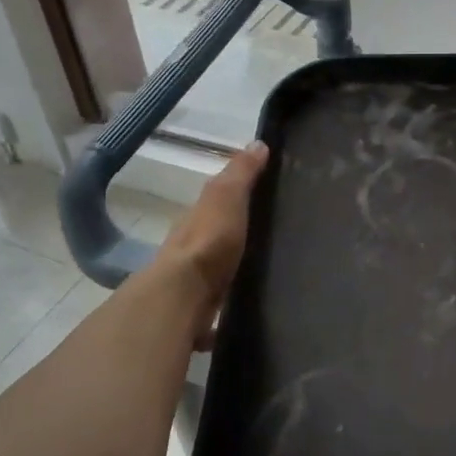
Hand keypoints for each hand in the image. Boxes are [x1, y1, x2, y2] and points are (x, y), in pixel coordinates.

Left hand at [155, 141, 267, 347]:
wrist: (184, 296)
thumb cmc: (209, 241)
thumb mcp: (227, 197)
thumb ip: (241, 174)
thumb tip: (257, 143)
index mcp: (197, 218)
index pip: (217, 202)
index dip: (237, 198)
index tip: (265, 199)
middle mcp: (190, 248)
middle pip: (214, 238)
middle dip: (235, 238)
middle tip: (270, 240)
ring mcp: (192, 282)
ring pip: (215, 272)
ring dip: (230, 273)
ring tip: (264, 276)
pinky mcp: (199, 312)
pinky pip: (217, 306)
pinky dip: (227, 309)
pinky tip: (246, 311)